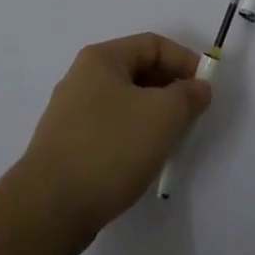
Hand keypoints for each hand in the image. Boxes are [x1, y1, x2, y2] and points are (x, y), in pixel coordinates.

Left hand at [11, 33, 212, 254]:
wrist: (48, 209)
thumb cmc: (109, 148)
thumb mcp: (162, 116)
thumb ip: (188, 95)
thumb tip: (198, 87)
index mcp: (101, 59)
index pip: (153, 44)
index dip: (185, 61)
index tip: (206, 88)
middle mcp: (82, 78)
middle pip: (138, 71)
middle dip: (170, 89)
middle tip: (193, 115)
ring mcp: (71, 113)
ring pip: (126, 102)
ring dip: (153, 115)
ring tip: (172, 140)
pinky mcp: (68, 145)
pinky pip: (111, 128)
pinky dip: (133, 136)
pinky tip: (143, 160)